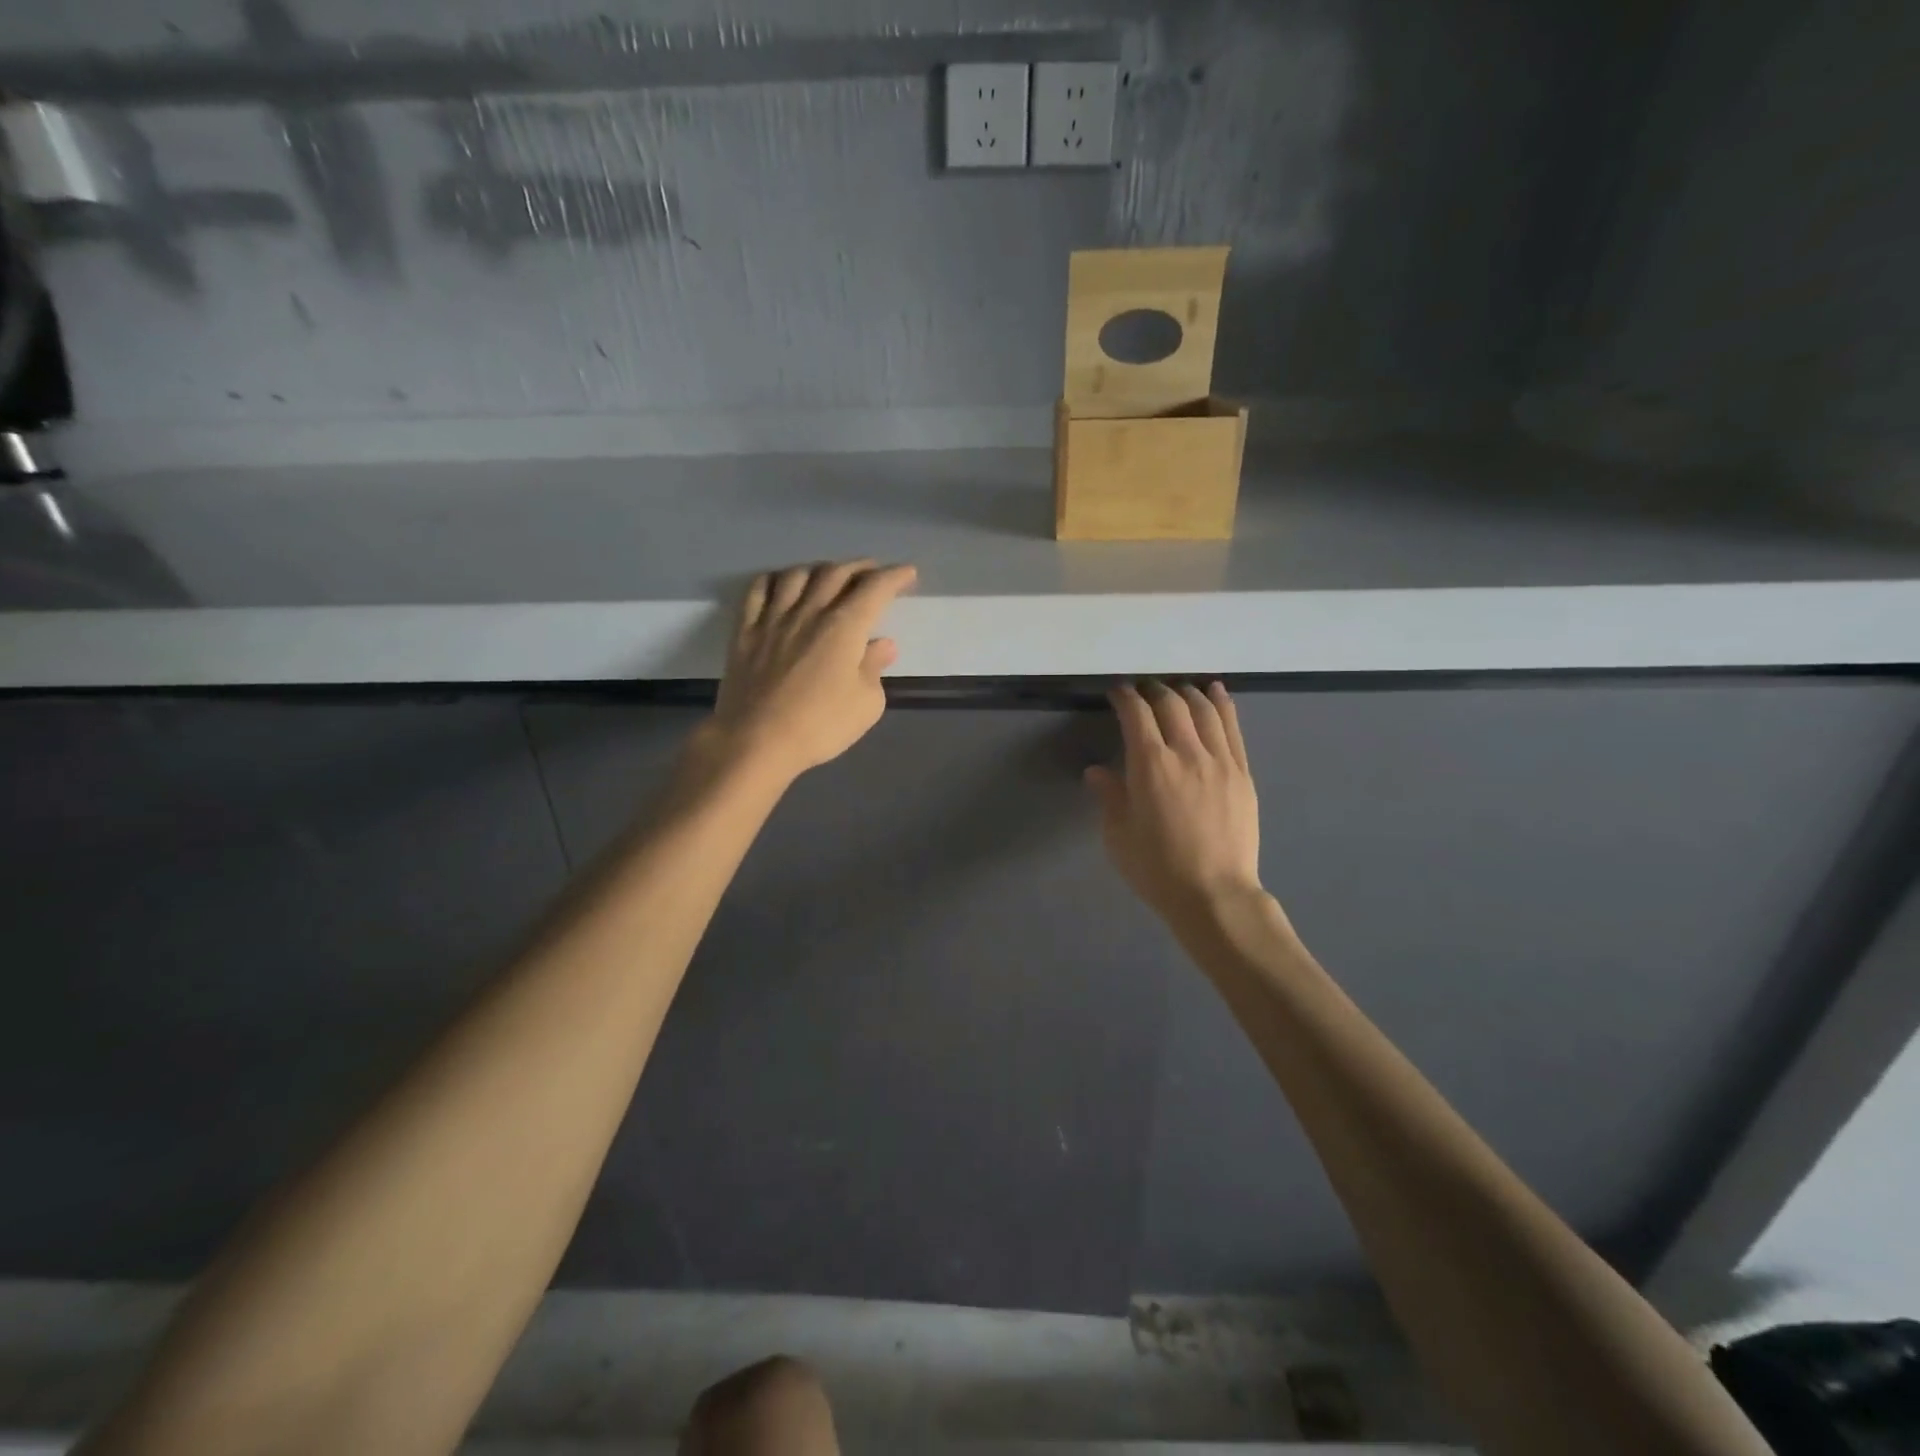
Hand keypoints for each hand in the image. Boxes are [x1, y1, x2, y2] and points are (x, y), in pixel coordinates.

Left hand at [708, 560, 916, 780]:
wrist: (755, 741)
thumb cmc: (819, 726)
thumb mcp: (865, 705)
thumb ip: (874, 669)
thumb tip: (882, 645)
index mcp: (844, 627)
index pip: (875, 588)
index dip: (894, 576)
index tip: (907, 573)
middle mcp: (809, 612)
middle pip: (836, 573)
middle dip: (860, 567)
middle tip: (873, 572)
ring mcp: (773, 618)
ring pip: (797, 574)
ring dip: (819, 569)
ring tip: (829, 576)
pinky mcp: (745, 631)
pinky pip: (758, 590)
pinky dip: (774, 579)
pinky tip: (781, 583)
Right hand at [1086, 681, 1262, 924]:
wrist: (1215, 895)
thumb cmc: (1157, 869)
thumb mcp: (1119, 836)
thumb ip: (1110, 797)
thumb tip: (1097, 772)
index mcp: (1151, 765)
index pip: (1136, 714)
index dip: (1124, 696)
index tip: (1116, 692)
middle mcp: (1187, 753)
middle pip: (1171, 704)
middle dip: (1153, 690)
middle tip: (1142, 690)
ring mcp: (1220, 761)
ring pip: (1204, 709)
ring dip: (1186, 692)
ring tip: (1176, 689)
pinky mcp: (1242, 773)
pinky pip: (1233, 728)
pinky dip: (1222, 704)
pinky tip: (1215, 693)